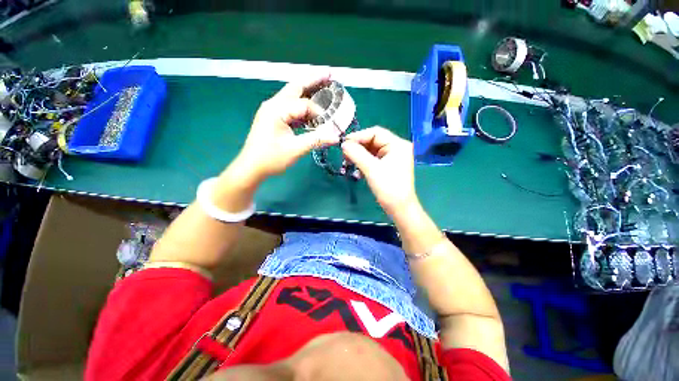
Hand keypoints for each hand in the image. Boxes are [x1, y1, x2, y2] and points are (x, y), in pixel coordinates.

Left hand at [234, 75, 340, 181]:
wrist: (251, 167)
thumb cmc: (270, 158)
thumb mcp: (295, 149)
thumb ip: (316, 140)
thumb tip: (335, 136)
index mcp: (276, 109)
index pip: (304, 104)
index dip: (320, 113)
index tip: (330, 124)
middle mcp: (273, 104)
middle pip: (296, 87)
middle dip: (313, 79)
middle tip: (329, 74)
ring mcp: (272, 110)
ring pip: (292, 95)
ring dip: (308, 90)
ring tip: (323, 85)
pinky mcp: (273, 117)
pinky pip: (290, 107)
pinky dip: (302, 105)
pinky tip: (311, 107)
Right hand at [341, 127, 418, 215]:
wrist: (399, 208)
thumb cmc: (388, 188)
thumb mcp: (371, 169)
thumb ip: (356, 154)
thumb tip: (343, 144)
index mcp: (397, 144)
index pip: (375, 133)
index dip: (358, 136)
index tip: (343, 143)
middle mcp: (396, 148)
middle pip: (373, 141)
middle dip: (358, 147)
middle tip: (344, 154)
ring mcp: (393, 157)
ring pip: (372, 150)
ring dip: (359, 155)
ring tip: (348, 161)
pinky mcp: (388, 166)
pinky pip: (373, 159)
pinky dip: (364, 162)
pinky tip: (357, 169)